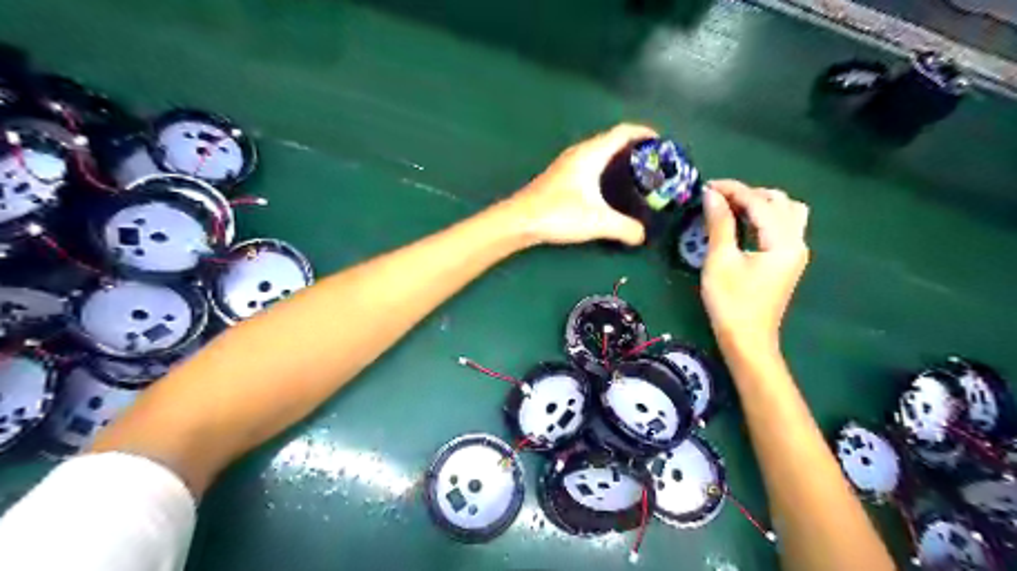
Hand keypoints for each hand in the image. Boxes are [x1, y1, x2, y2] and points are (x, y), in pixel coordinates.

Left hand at [508, 125, 658, 244]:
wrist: (519, 220)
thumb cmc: (558, 214)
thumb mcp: (598, 222)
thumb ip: (625, 228)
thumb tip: (641, 236)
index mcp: (591, 154)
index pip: (622, 132)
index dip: (644, 133)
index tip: (661, 142)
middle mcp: (579, 153)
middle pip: (611, 140)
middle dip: (633, 147)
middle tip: (651, 163)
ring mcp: (566, 164)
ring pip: (598, 152)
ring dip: (617, 158)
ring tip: (633, 175)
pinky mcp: (559, 177)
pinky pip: (589, 164)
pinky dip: (604, 168)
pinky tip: (606, 188)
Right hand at [701, 180, 812, 351]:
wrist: (747, 340)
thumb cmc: (731, 302)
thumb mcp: (720, 261)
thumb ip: (719, 224)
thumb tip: (711, 195)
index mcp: (784, 242)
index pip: (760, 203)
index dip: (733, 190)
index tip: (706, 186)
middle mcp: (797, 242)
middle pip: (779, 202)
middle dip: (748, 194)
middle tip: (717, 198)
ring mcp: (795, 252)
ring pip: (786, 212)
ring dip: (760, 203)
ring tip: (732, 207)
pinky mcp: (787, 260)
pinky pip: (782, 226)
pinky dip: (764, 217)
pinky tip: (743, 223)